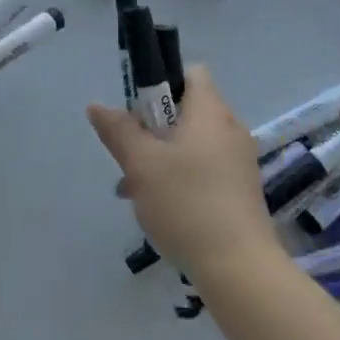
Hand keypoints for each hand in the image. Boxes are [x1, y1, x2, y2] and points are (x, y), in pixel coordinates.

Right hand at [86, 66, 284, 284]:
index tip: (138, 110)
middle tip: (130, 156)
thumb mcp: (141, 164)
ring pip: (193, 143)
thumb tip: (97, 105)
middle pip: (187, 110)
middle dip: (154, 128)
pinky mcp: (242, 189)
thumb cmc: (186, 202)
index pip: (190, 72)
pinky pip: (206, 167)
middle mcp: (230, 127)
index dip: (161, 82)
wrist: (239, 267)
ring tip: (135, 189)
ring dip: (163, 157)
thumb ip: (118, 131)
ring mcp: (240, 159)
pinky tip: (161, 208)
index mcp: (210, 110)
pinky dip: (183, 177)